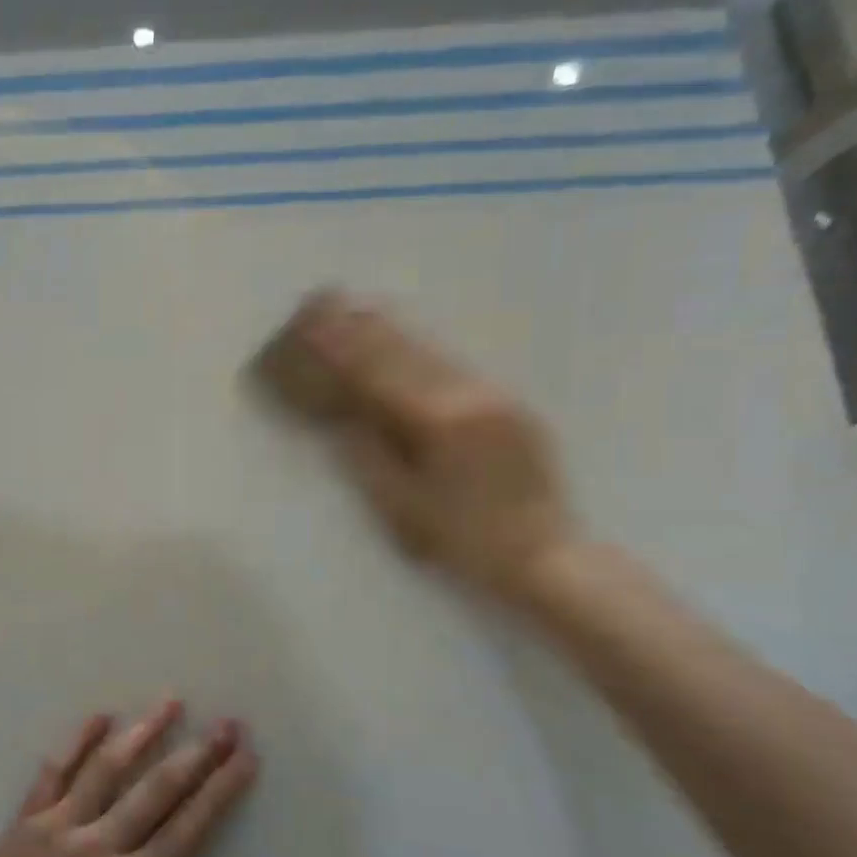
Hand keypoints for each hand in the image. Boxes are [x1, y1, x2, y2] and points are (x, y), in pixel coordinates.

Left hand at [0, 702, 257, 856]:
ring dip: (143, 731)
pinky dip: (76, 741)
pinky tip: (99, 716)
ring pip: (108, 767)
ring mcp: (61, 826)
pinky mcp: (27, 821)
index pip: (191, 824)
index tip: (245, 754)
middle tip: (225, 722)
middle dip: (198, 752)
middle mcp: (102, 845)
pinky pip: (54, 772)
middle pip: (157, 787)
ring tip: (169, 701)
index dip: (222, 786)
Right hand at [294, 290, 581, 602]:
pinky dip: (421, 350)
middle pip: (405, 351)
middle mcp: (468, 396)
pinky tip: (405, 341)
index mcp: (438, 422)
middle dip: (362, 326)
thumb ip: (369, 456)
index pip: (377, 373)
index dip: (341, 347)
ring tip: (359, 307)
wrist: (546, 556)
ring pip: (432, 352)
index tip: (311, 326)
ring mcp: (493, 396)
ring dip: (392, 330)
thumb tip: (341, 418)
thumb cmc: (464, 541)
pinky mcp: (508, 405)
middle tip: (328, 300)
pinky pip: (455, 365)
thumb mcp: (403, 507)